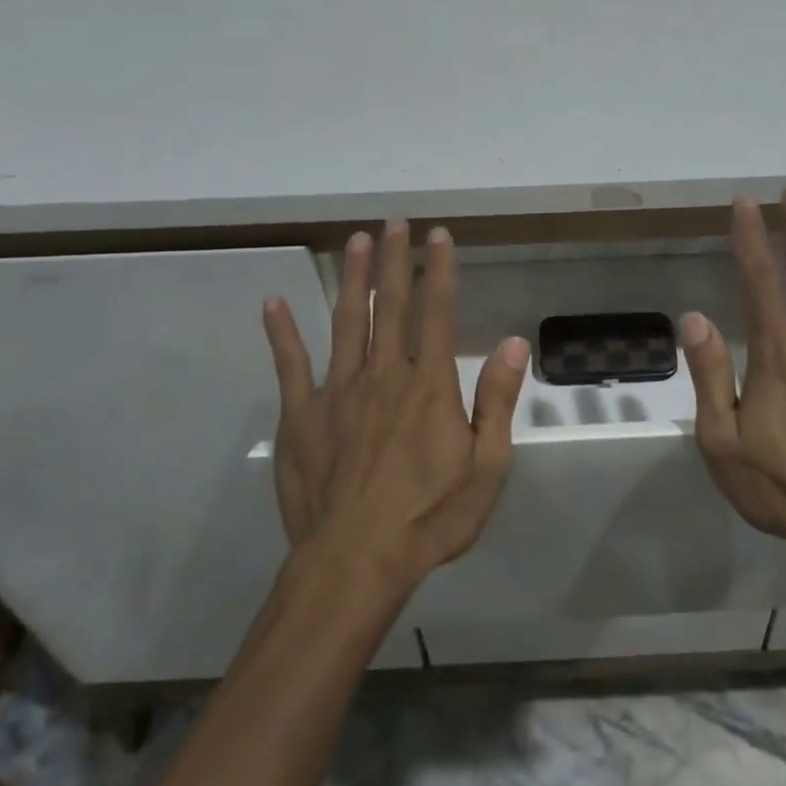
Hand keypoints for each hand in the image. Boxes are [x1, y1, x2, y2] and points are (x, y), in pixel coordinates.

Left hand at [261, 221, 528, 592]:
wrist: (354, 563)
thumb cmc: (428, 518)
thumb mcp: (485, 468)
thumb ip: (497, 402)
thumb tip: (512, 344)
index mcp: (429, 384)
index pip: (438, 312)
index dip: (440, 270)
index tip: (438, 235)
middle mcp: (384, 374)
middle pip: (392, 305)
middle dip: (395, 260)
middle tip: (395, 222)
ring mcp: (337, 390)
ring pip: (347, 320)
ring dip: (353, 278)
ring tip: (356, 241)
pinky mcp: (301, 415)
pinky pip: (290, 364)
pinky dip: (282, 332)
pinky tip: (273, 303)